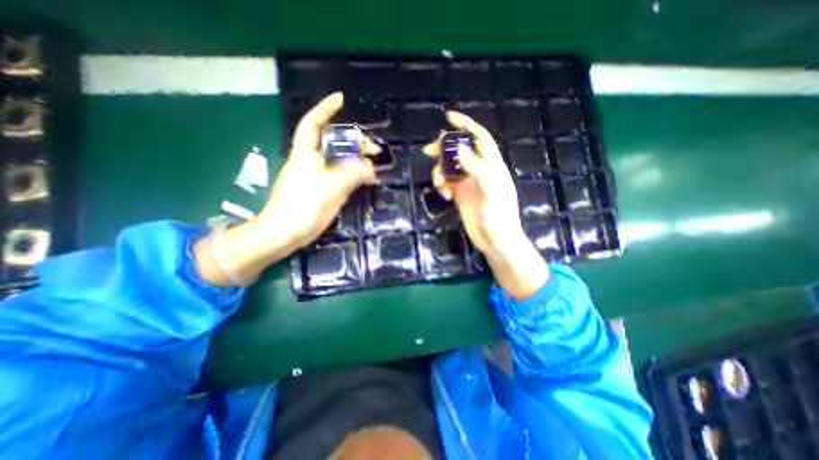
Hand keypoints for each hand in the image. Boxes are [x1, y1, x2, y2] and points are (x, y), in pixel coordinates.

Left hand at [194, 92, 378, 285]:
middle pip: (335, 144)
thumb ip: (350, 174)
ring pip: (343, 162)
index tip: (341, 99)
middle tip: (375, 150)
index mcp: (307, 154)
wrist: (285, 234)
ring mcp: (321, 177)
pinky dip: (357, 177)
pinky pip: (345, 178)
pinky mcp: (327, 191)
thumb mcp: (327, 187)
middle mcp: (314, 162)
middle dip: (355, 142)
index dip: (325, 109)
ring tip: (375, 168)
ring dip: (359, 161)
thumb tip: (368, 167)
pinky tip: (368, 181)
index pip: (314, 124)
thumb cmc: (300, 207)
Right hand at [423, 112, 549, 298]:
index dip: (466, 125)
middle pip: (460, 151)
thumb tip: (460, 148)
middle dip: (444, 149)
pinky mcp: (461, 195)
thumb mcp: (490, 192)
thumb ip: (477, 169)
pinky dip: (442, 185)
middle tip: (429, 152)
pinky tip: (444, 196)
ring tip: (439, 184)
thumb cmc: (499, 219)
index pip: (480, 138)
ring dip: (440, 171)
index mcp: (492, 166)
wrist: (495, 242)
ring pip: (450, 167)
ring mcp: (469, 183)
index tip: (449, 118)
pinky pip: (447, 182)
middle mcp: (480, 171)